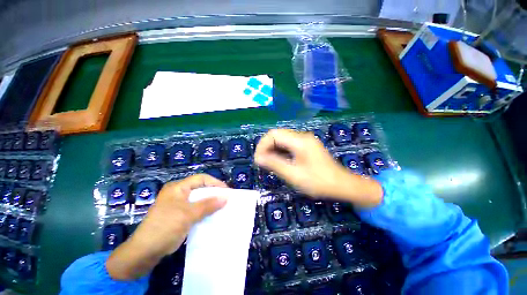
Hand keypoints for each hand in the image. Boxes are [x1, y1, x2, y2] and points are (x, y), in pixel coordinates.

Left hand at [106, 174, 226, 280]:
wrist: (144, 252)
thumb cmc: (165, 227)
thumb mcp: (188, 214)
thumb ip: (208, 205)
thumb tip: (226, 197)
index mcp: (178, 188)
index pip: (201, 178)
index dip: (215, 182)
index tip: (226, 191)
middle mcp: (178, 193)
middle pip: (200, 188)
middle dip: (214, 193)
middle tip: (226, 199)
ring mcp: (178, 205)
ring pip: (199, 199)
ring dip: (210, 203)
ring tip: (222, 207)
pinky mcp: (179, 215)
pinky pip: (196, 209)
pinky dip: (205, 211)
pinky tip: (212, 215)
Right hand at [254, 129, 382, 206]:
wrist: (342, 185)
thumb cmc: (319, 182)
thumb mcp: (294, 175)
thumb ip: (274, 164)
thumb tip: (258, 158)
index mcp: (299, 141)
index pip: (273, 134)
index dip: (262, 145)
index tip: (258, 159)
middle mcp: (302, 136)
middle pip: (277, 135)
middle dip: (266, 147)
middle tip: (261, 162)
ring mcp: (305, 140)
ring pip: (282, 139)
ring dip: (273, 149)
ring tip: (268, 163)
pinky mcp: (306, 146)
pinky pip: (289, 144)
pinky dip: (280, 151)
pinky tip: (279, 161)